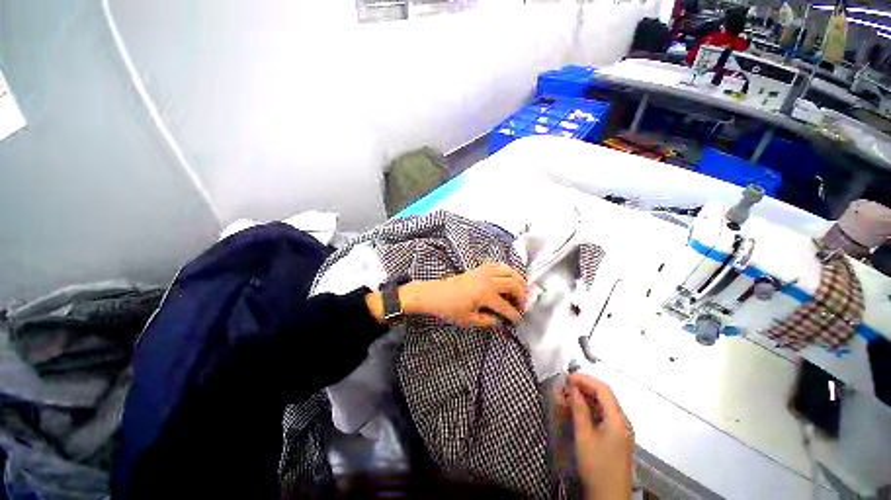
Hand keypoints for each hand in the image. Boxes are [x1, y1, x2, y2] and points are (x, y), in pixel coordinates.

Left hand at [400, 263, 526, 327]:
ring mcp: (484, 271)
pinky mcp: (480, 268)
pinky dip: (507, 271)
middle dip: (522, 296)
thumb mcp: (468, 320)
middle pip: (514, 284)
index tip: (518, 321)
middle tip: (521, 306)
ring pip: (509, 271)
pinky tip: (506, 279)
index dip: (515, 316)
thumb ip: (488, 321)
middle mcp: (488, 280)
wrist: (435, 294)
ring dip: (518, 281)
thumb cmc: (450, 309)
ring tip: (519, 291)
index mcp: (485, 295)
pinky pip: (499, 265)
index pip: (507, 307)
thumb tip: (501, 322)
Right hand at [564, 373, 633, 499]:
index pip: (602, 389)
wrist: (609, 496)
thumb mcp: (584, 436)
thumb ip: (579, 409)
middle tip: (565, 387)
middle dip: (584, 387)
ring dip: (586, 397)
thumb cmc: (596, 466)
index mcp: (617, 419)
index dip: (584, 379)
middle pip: (604, 395)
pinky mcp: (618, 437)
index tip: (567, 378)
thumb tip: (573, 389)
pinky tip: (579, 411)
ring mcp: (622, 429)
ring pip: (604, 404)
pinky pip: (605, 414)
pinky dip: (591, 408)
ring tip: (569, 397)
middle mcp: (623, 421)